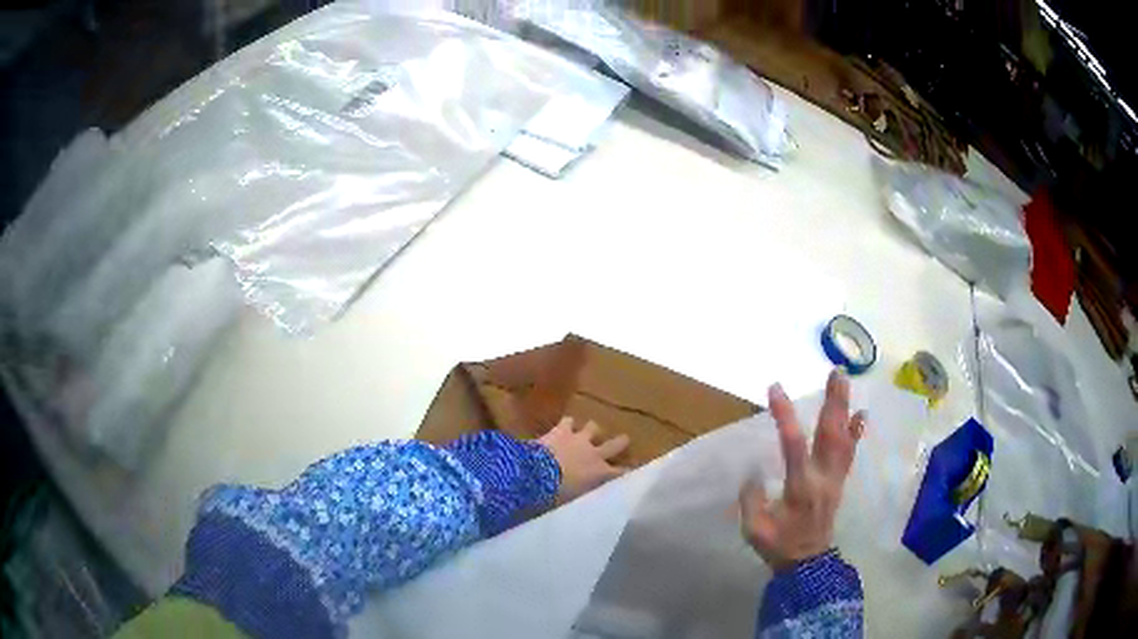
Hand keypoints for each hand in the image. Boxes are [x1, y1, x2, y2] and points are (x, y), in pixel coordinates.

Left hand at [538, 417, 629, 501]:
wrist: (536, 474)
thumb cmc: (557, 494)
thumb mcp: (575, 500)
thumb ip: (584, 495)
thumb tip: (585, 497)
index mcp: (599, 474)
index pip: (620, 473)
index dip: (627, 472)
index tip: (631, 471)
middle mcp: (594, 454)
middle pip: (616, 444)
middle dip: (621, 442)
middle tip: (624, 440)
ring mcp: (579, 439)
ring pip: (594, 427)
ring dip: (592, 430)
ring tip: (589, 432)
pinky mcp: (562, 430)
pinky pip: (568, 421)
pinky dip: (568, 424)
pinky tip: (564, 426)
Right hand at [739, 370, 865, 571]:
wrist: (808, 563)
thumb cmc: (779, 545)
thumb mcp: (754, 528)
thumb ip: (751, 499)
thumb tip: (753, 472)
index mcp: (800, 487)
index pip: (793, 445)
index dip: (785, 416)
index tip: (775, 388)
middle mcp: (822, 477)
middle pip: (830, 434)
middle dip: (833, 402)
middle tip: (836, 373)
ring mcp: (834, 478)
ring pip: (843, 438)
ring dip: (845, 408)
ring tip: (845, 382)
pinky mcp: (839, 482)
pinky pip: (850, 452)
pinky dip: (856, 431)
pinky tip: (861, 414)